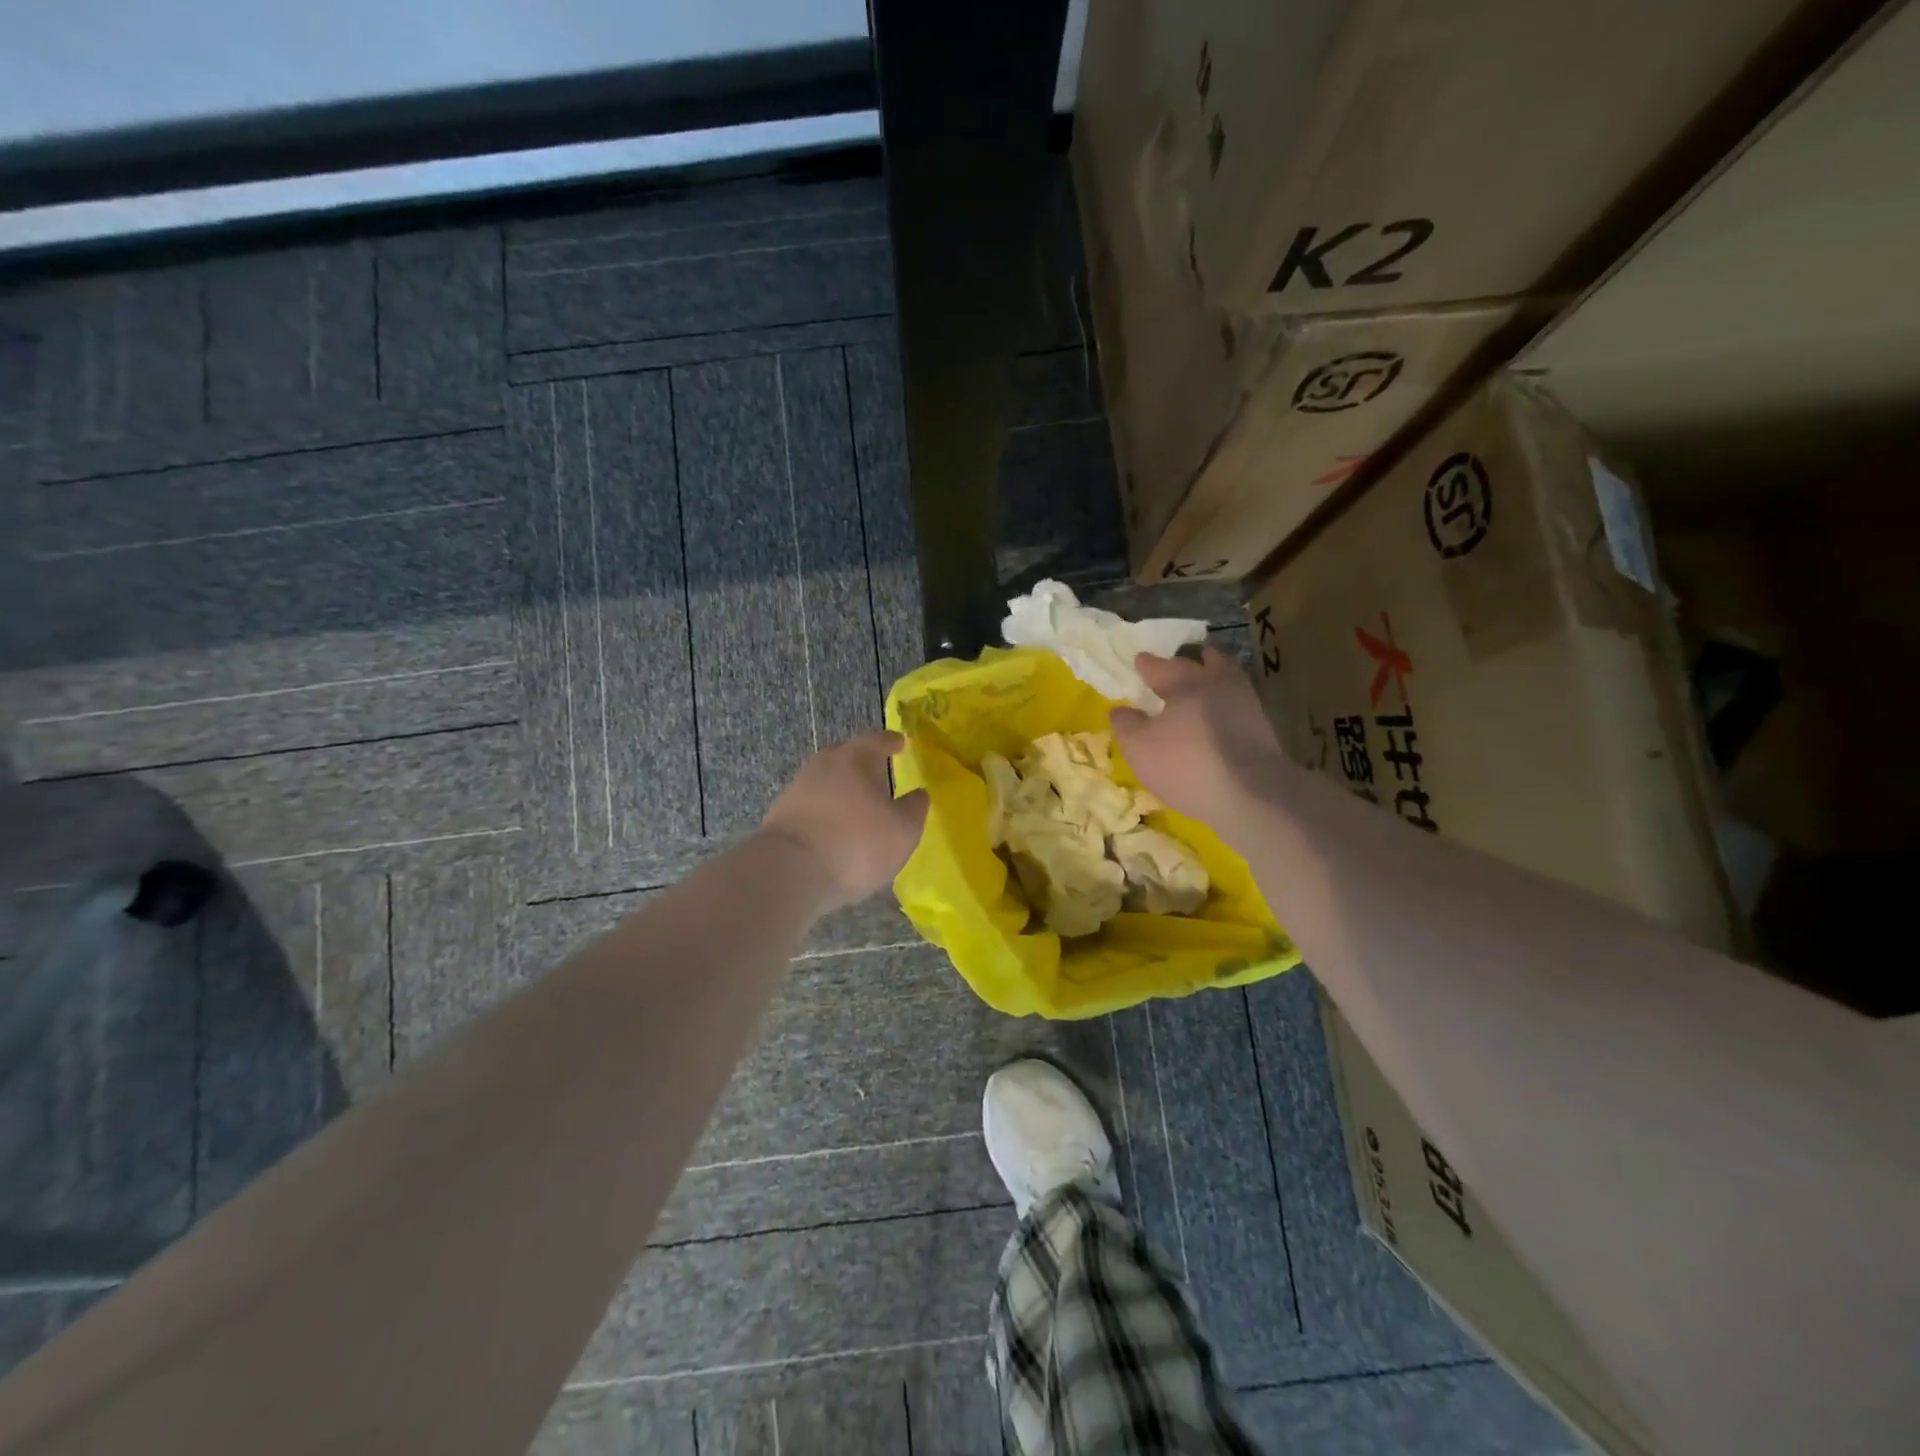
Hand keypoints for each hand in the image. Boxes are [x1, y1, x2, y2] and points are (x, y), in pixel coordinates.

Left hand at [760, 731, 929, 908]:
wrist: (789, 871)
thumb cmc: (857, 843)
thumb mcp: (903, 831)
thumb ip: (915, 808)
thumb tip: (918, 794)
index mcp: (856, 757)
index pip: (878, 740)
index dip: (892, 742)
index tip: (900, 743)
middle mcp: (824, 763)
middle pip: (847, 756)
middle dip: (863, 764)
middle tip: (879, 775)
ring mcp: (798, 788)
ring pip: (827, 781)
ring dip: (842, 791)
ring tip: (857, 808)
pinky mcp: (780, 814)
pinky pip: (811, 805)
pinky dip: (825, 812)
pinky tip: (833, 830)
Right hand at [1110, 649, 1286, 824]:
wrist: (1252, 794)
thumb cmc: (1187, 764)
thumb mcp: (1140, 747)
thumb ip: (1126, 725)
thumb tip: (1121, 710)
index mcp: (1185, 683)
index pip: (1161, 667)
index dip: (1148, 664)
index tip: (1140, 660)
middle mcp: (1217, 684)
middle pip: (1203, 664)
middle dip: (1188, 662)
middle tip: (1179, 663)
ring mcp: (1245, 704)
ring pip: (1227, 680)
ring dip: (1214, 677)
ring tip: (1203, 684)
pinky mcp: (1262, 728)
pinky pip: (1238, 704)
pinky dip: (1227, 702)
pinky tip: (1219, 715)